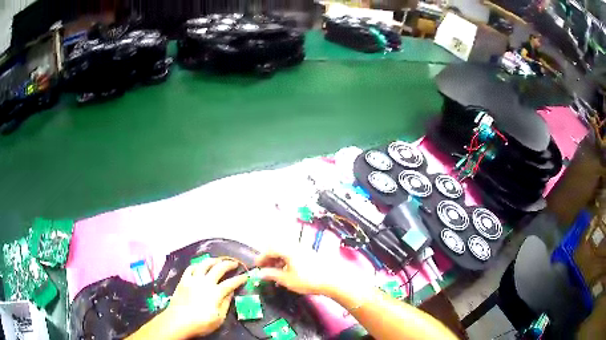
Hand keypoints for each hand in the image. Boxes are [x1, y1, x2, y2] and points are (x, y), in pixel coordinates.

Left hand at [162, 258, 247, 338]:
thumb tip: (231, 293)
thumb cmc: (201, 323)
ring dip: (214, 260)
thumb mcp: (219, 318)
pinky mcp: (184, 280)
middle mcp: (206, 282)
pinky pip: (191, 268)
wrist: (178, 321)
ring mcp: (193, 279)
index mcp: (216, 293)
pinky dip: (197, 265)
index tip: (246, 276)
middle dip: (229, 264)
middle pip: (219, 268)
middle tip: (235, 263)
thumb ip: (225, 304)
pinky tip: (200, 266)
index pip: (231, 283)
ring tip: (219, 260)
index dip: (240, 279)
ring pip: (204, 264)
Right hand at [255, 247, 356, 296]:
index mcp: (288, 249)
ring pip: (286, 250)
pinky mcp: (311, 253)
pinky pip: (294, 253)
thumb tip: (261, 273)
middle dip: (270, 257)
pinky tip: (288, 270)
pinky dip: (287, 259)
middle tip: (266, 268)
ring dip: (279, 258)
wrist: (333, 280)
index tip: (257, 266)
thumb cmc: (308, 280)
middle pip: (278, 247)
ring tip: (277, 271)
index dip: (262, 258)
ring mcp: (304, 249)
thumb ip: (272, 275)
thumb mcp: (287, 280)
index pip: (270, 249)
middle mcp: (295, 246)